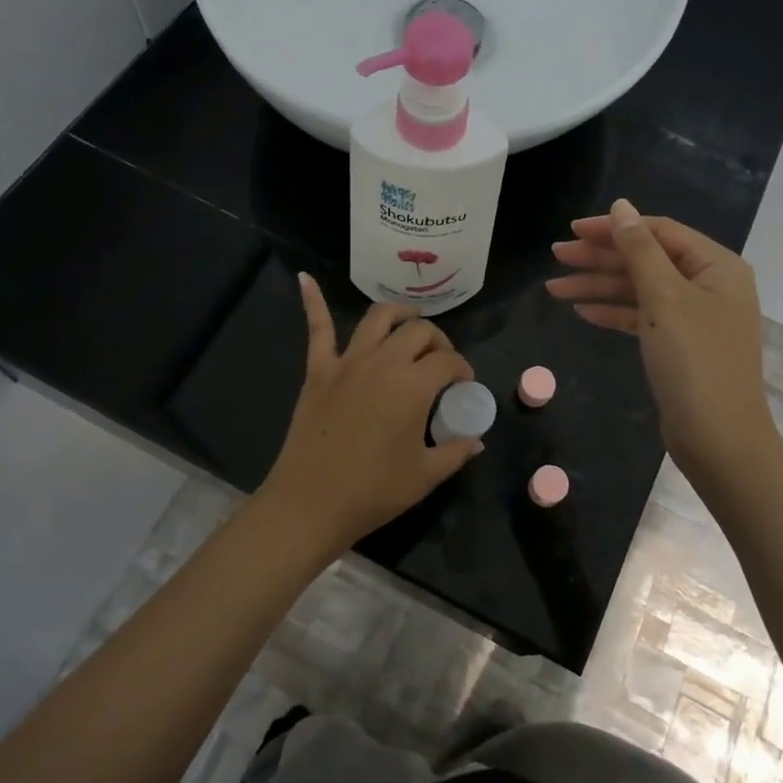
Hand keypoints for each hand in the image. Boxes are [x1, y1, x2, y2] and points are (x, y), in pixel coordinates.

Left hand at [256, 274, 481, 557]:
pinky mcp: (318, 370)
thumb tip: (476, 441)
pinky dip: (312, 301)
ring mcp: (348, 362)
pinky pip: (317, 329)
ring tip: (410, 321)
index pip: (448, 361)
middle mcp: (384, 361)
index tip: (464, 385)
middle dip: (437, 340)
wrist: (311, 503)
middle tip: (441, 361)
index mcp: (414, 385)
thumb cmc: (374, 491)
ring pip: (378, 318)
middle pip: (418, 331)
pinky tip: (305, 279)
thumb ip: (456, 452)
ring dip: (399, 314)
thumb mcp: (426, 475)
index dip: (462, 369)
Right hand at [547, 199, 777, 484]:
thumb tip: (622, 207)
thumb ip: (640, 250)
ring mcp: (693, 317)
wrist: (718, 439)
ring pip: (640, 290)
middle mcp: (708, 285)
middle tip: (556, 257)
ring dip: (599, 287)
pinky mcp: (679, 345)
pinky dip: (613, 312)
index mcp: (716, 266)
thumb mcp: (665, 298)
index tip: (572, 230)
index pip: (659, 232)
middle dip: (600, 258)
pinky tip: (581, 311)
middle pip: (647, 259)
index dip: (614, 228)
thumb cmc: (695, 361)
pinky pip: (642, 317)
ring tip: (554, 288)